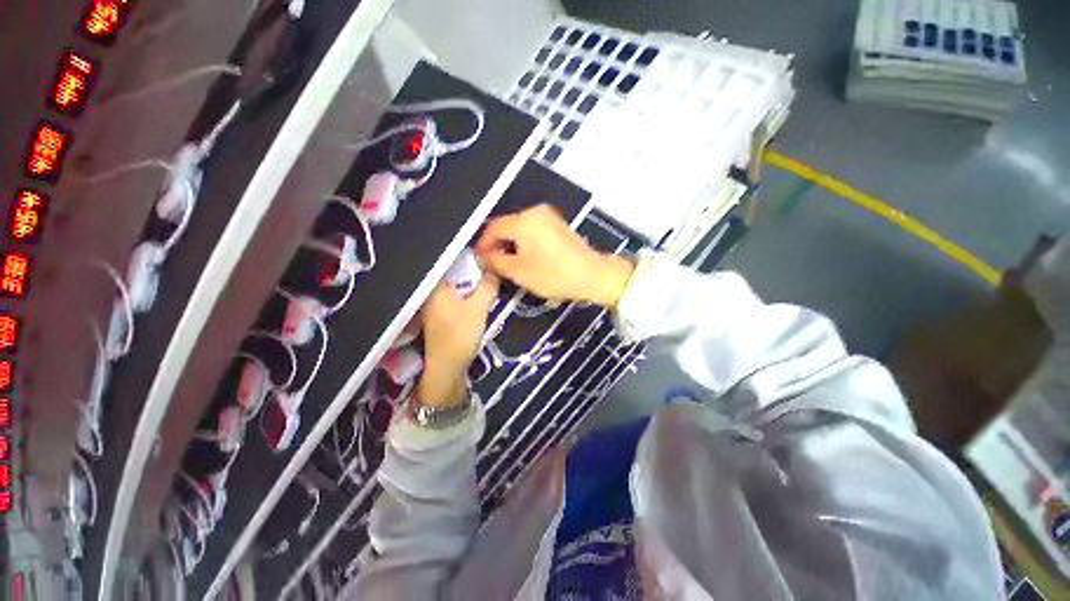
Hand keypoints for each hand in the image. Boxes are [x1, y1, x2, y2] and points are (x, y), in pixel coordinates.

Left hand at [418, 273, 497, 407]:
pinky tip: (477, 308)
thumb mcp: (479, 307)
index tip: (490, 266)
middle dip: (476, 278)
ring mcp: (434, 308)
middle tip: (491, 281)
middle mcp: (432, 294)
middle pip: (458, 277)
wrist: (447, 368)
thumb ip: (488, 286)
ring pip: (458, 291)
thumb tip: (494, 270)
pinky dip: (467, 301)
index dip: (475, 263)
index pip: (456, 264)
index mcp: (437, 287)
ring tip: (487, 294)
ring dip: (473, 291)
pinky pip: (456, 302)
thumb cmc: (460, 335)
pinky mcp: (440, 319)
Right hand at [475, 205, 634, 306]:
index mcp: (524, 221)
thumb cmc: (553, 274)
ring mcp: (548, 217)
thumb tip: (485, 256)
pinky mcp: (557, 225)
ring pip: (519, 228)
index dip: (483, 243)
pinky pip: (532, 230)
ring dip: (510, 243)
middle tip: (491, 262)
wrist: (591, 275)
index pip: (493, 227)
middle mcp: (535, 213)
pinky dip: (523, 242)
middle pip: (507, 225)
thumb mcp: (519, 271)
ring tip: (505, 262)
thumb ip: (496, 261)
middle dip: (496, 243)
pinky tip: (523, 257)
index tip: (478, 257)